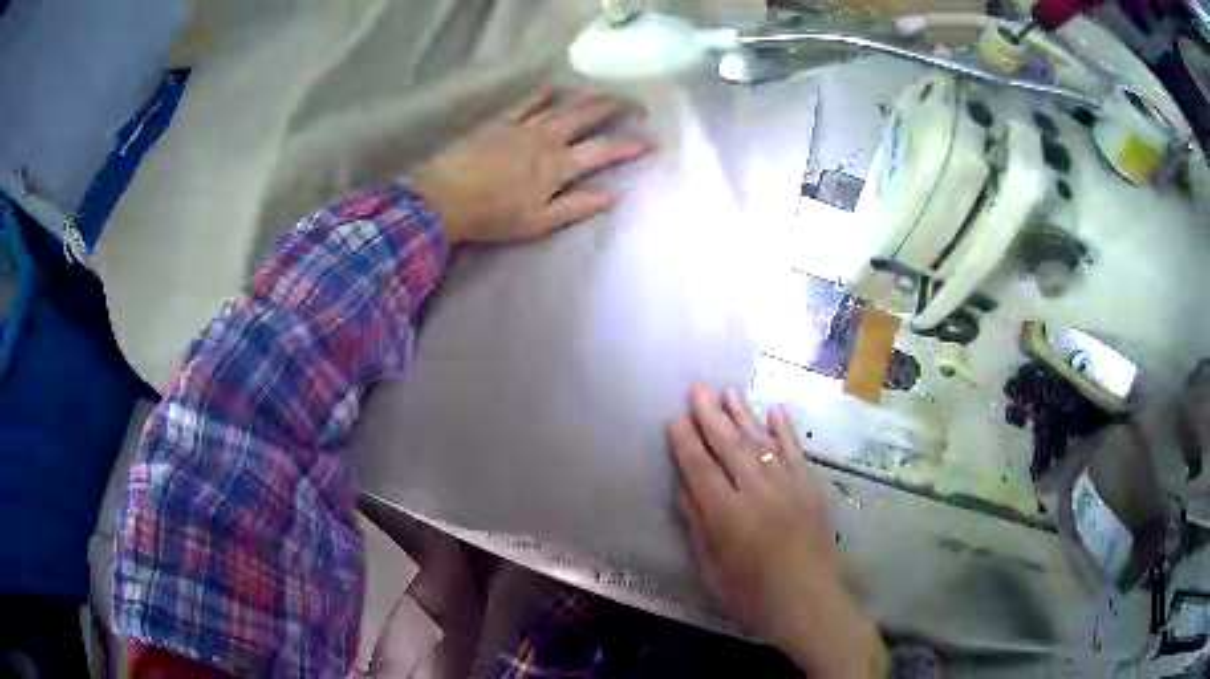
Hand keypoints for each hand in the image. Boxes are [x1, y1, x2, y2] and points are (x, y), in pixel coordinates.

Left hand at [411, 85, 652, 245]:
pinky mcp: (499, 123)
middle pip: (588, 117)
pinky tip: (552, 86)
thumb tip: (614, 194)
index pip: (604, 150)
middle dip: (617, 108)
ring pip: (562, 106)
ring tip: (604, 92)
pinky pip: (525, 103)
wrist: (443, 199)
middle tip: (637, 105)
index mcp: (558, 166)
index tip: (653, 140)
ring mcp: (522, 127)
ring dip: (586, 98)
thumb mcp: (540, 222)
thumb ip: (578, 205)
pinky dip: (541, 94)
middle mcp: (546, 139)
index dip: (631, 144)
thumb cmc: (492, 217)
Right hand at [667, 385, 887, 676]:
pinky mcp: (811, 488)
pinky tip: (774, 410)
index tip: (675, 418)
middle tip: (698, 389)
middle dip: (710, 415)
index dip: (686, 442)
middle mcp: (758, 492)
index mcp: (728, 515)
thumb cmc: (753, 596)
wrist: (811, 602)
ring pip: (761, 441)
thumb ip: (699, 524)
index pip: (700, 468)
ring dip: (743, 414)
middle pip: (729, 446)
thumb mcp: (713, 568)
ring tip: (728, 390)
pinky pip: (795, 451)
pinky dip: (784, 429)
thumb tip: (685, 486)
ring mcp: (789, 486)